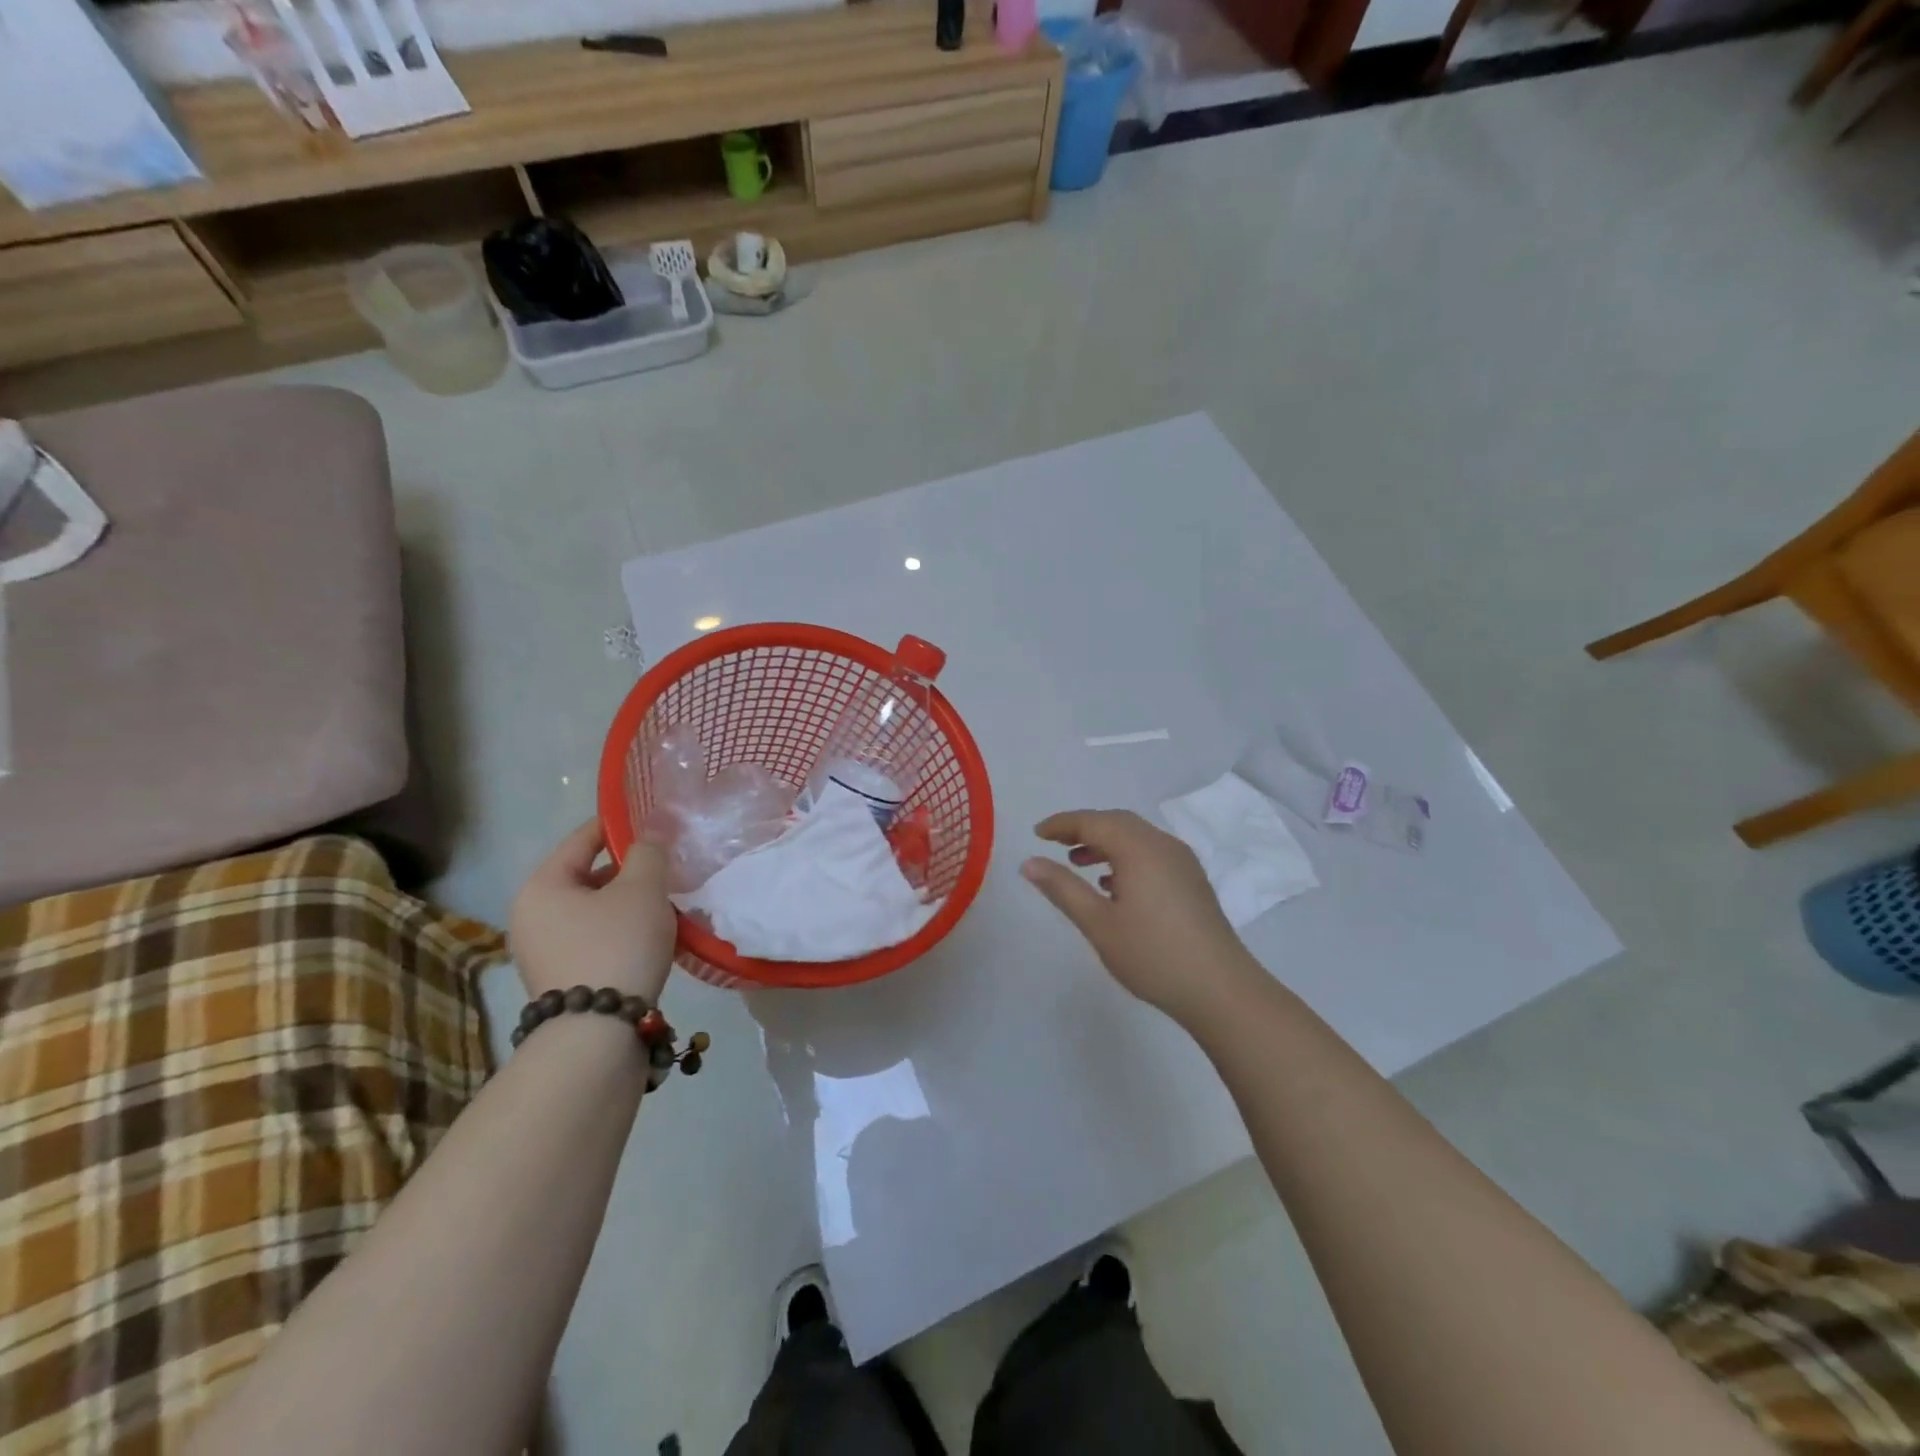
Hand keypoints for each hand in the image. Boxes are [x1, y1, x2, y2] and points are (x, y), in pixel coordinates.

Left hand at [510, 820, 677, 1003]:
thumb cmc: (617, 944)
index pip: (581, 839)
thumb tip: (649, 833)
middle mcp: (530, 915)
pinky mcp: (559, 978)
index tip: (652, 821)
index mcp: (541, 886)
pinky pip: (593, 938)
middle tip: (666, 868)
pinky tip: (651, 937)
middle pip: (587, 876)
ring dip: (627, 903)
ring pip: (593, 910)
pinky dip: (620, 930)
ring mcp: (540, 951)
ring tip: (665, 904)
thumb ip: (648, 852)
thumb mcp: (642, 889)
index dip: (618, 825)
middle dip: (628, 870)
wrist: (598, 1032)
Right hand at [1022, 809, 1262, 1025]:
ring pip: (1137, 838)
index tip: (1037, 833)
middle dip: (1084, 828)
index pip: (1093, 822)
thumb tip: (1029, 862)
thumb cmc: (1152, 954)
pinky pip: (1152, 854)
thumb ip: (1062, 888)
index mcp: (1139, 848)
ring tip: (1078, 863)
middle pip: (1117, 823)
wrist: (1220, 989)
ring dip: (1105, 843)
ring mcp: (1182, 862)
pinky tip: (1113, 885)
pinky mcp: (1192, 882)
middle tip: (1055, 843)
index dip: (1062, 824)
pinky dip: (1126, 857)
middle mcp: (1163, 845)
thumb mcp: (1098, 923)